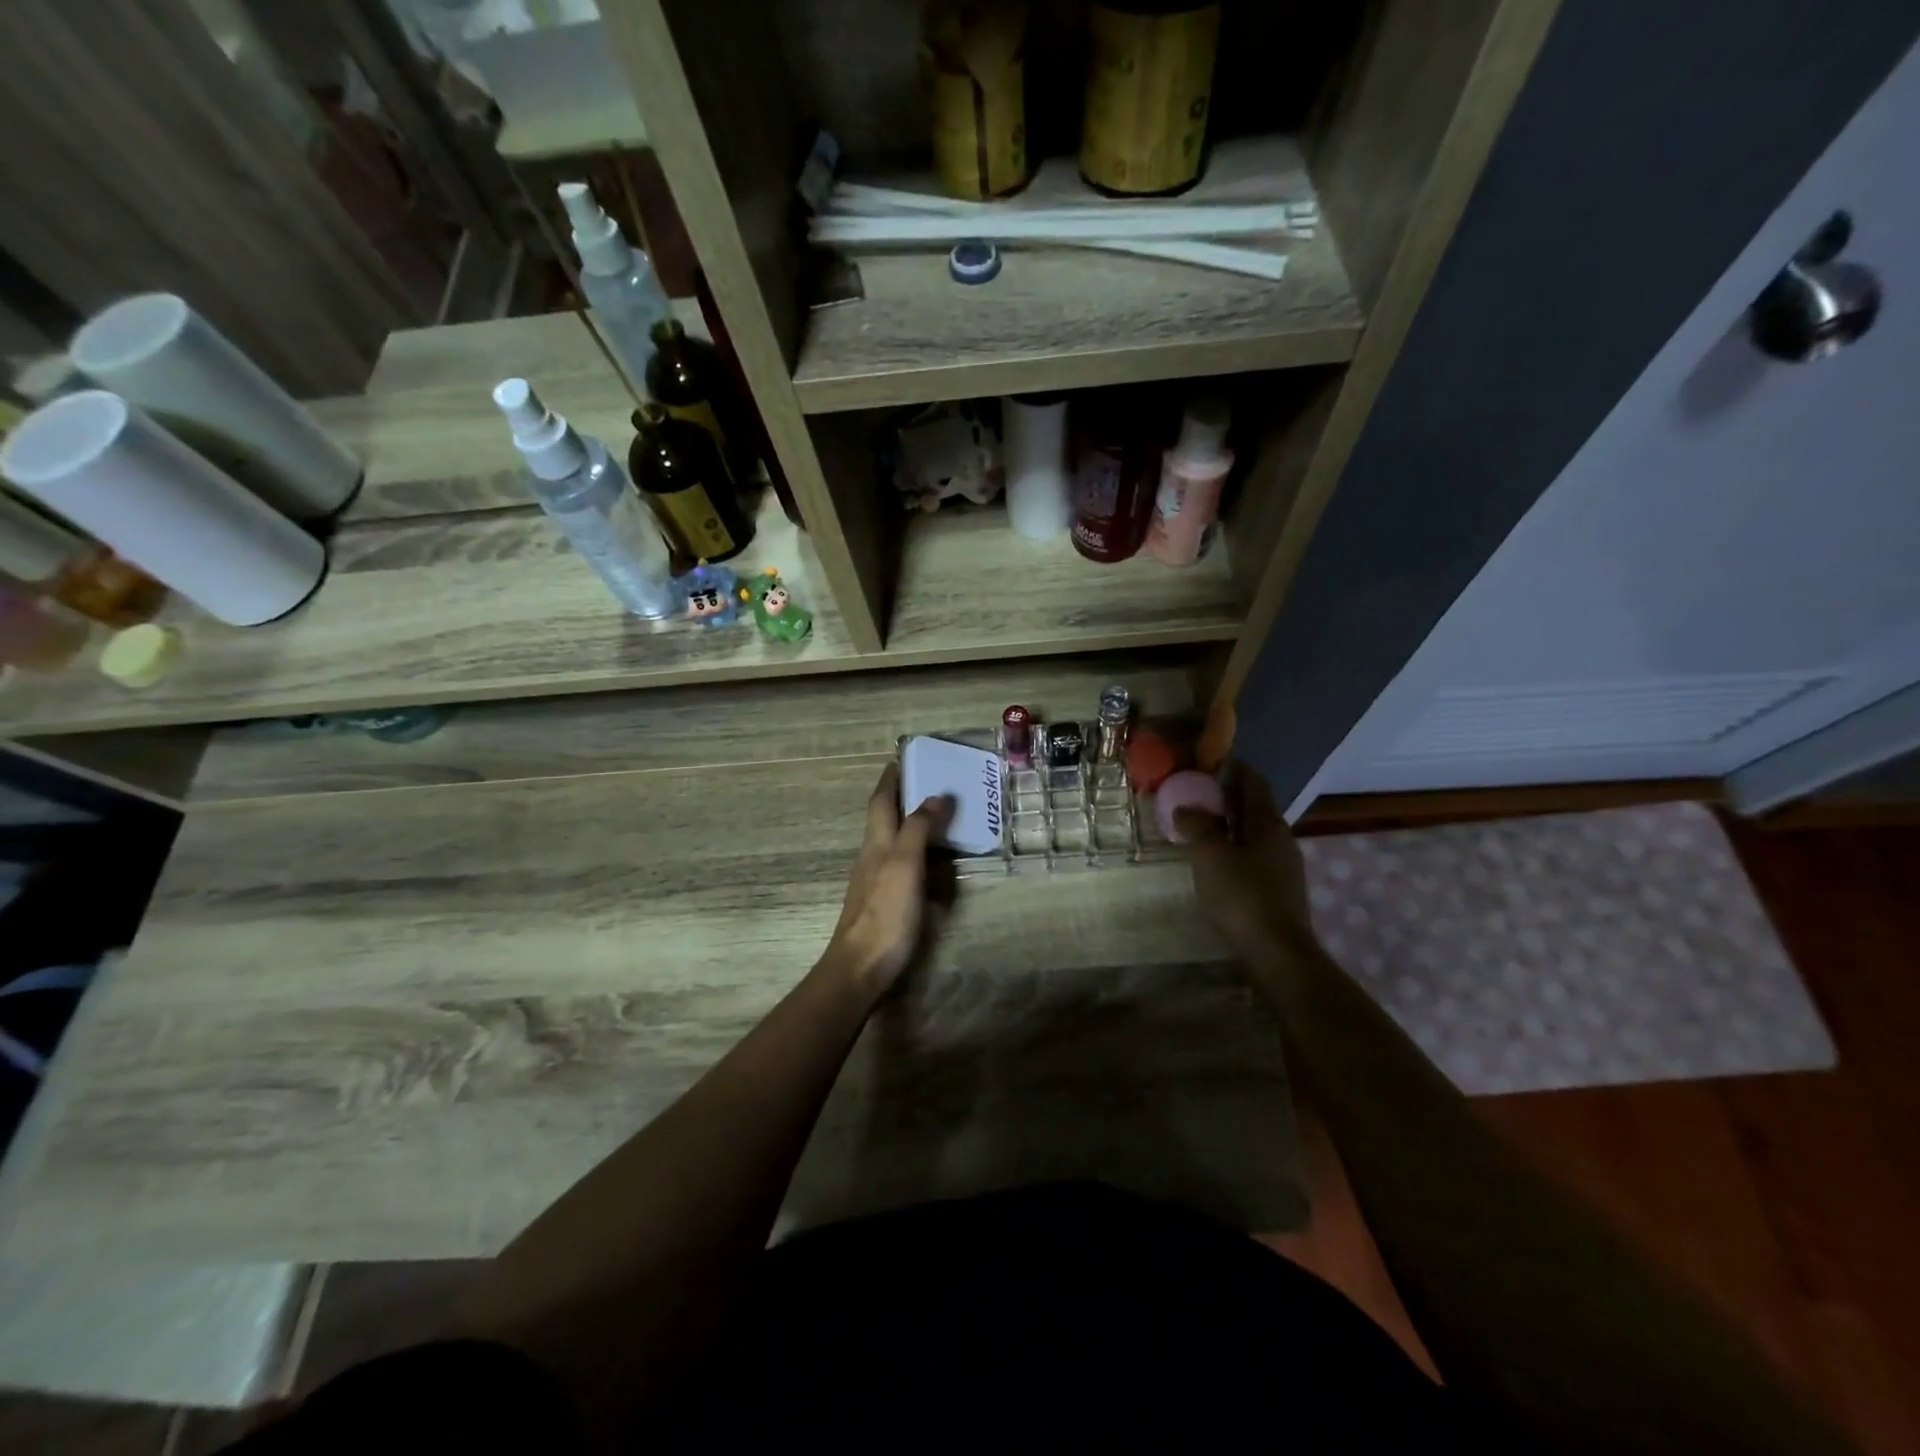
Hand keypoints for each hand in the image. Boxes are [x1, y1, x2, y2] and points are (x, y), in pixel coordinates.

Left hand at [824, 764, 954, 996]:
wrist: (861, 967)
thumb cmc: (885, 913)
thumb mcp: (905, 865)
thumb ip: (918, 829)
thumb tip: (935, 795)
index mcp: (876, 843)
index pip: (881, 801)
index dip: (891, 779)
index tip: (902, 758)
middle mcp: (872, 856)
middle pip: (885, 818)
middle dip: (902, 797)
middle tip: (929, 782)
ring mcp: (876, 880)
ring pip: (893, 841)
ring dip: (911, 823)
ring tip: (937, 816)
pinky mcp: (884, 902)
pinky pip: (902, 865)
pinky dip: (917, 852)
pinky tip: (931, 862)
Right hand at [1174, 760, 1313, 960]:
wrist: (1277, 951)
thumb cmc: (1242, 895)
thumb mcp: (1209, 856)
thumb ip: (1196, 826)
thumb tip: (1184, 808)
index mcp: (1267, 822)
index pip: (1253, 782)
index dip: (1234, 768)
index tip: (1209, 762)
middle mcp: (1281, 837)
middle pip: (1254, 806)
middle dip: (1226, 797)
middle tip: (1195, 794)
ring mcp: (1284, 865)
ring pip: (1254, 832)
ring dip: (1229, 824)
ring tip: (1200, 827)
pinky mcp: (1279, 888)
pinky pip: (1254, 855)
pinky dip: (1234, 847)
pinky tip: (1216, 861)